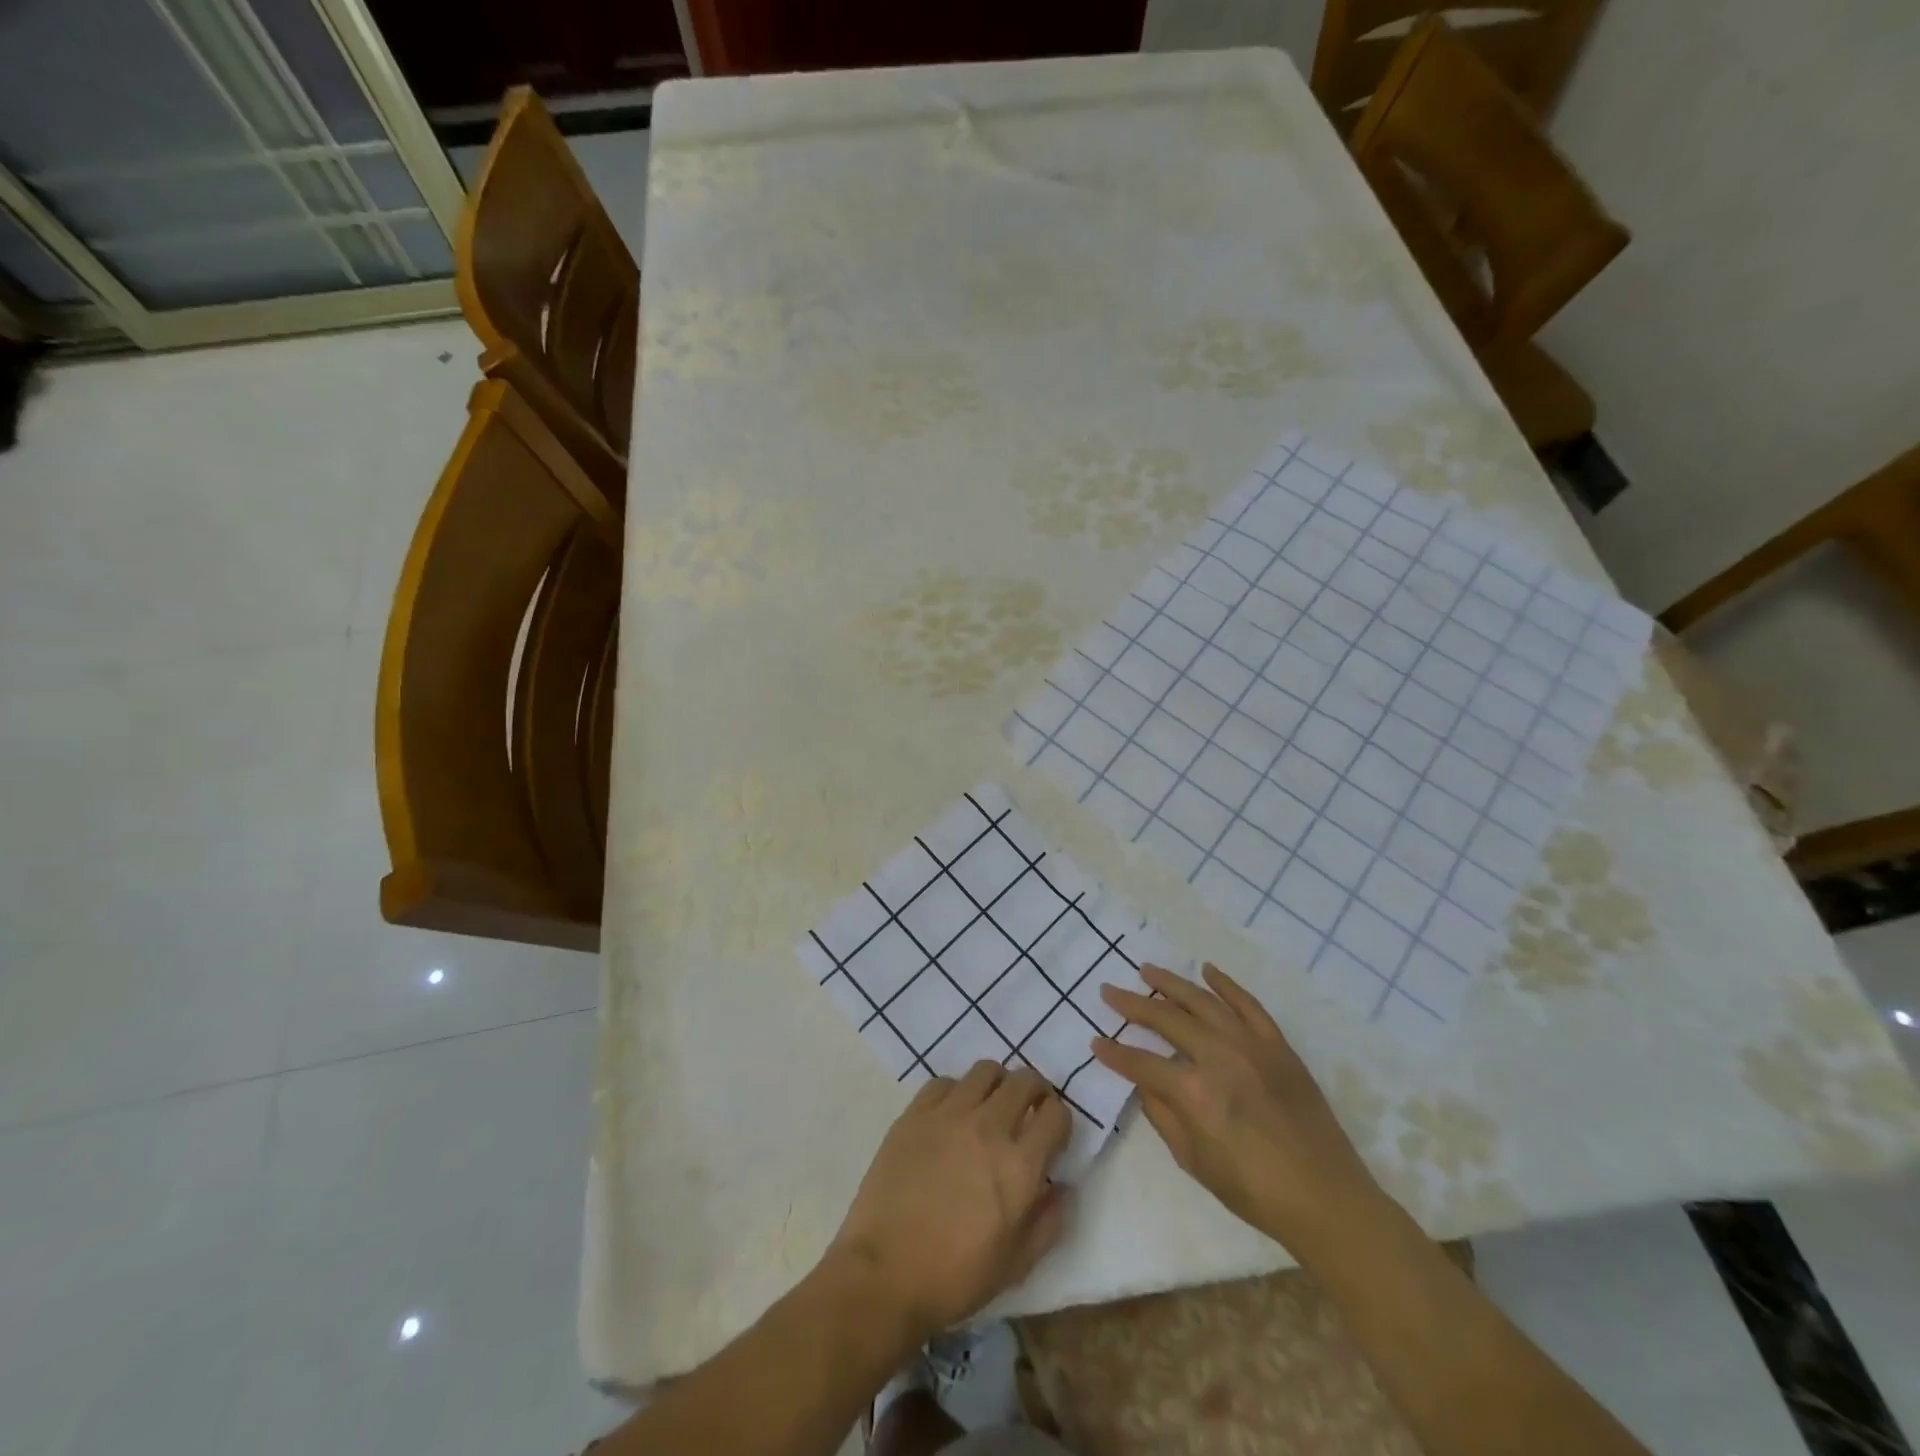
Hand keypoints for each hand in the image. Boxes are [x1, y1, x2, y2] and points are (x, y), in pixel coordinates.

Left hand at [828, 1061, 1071, 1339]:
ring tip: (990, 1106)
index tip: (1052, 1134)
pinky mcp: (915, 1113)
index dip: (1060, 1120)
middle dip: (1034, 1091)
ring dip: (997, 1084)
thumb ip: (1048, 1222)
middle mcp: (988, 1128)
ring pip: (985, 1070)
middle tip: (1027, 1110)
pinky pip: (944, 1082)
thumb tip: (1062, 1186)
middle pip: (1024, 1080)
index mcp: (1019, 1166)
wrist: (884, 1274)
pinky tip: (951, 1115)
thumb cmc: (954, 1278)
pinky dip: (956, 1092)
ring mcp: (948, 1115)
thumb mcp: (1015, 1265)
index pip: (1056, 1115)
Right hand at [1092, 963, 1383, 1251]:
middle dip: (1132, 1004)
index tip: (1096, 1042)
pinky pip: (1248, 1004)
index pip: (1141, 1063)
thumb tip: (1145, 1084)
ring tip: (1147, 971)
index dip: (1115, 1054)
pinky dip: (1226, 984)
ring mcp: (1251, 1045)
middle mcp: (1219, 1057)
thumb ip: (1163, 1116)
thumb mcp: (1195, 1162)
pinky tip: (1207, 970)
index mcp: (1194, 1092)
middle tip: (1109, 990)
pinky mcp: (1278, 1045)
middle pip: (1166, 1020)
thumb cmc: (1254, 1191)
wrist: (1327, 1198)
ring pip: (1203, 1001)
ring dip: (1171, 983)